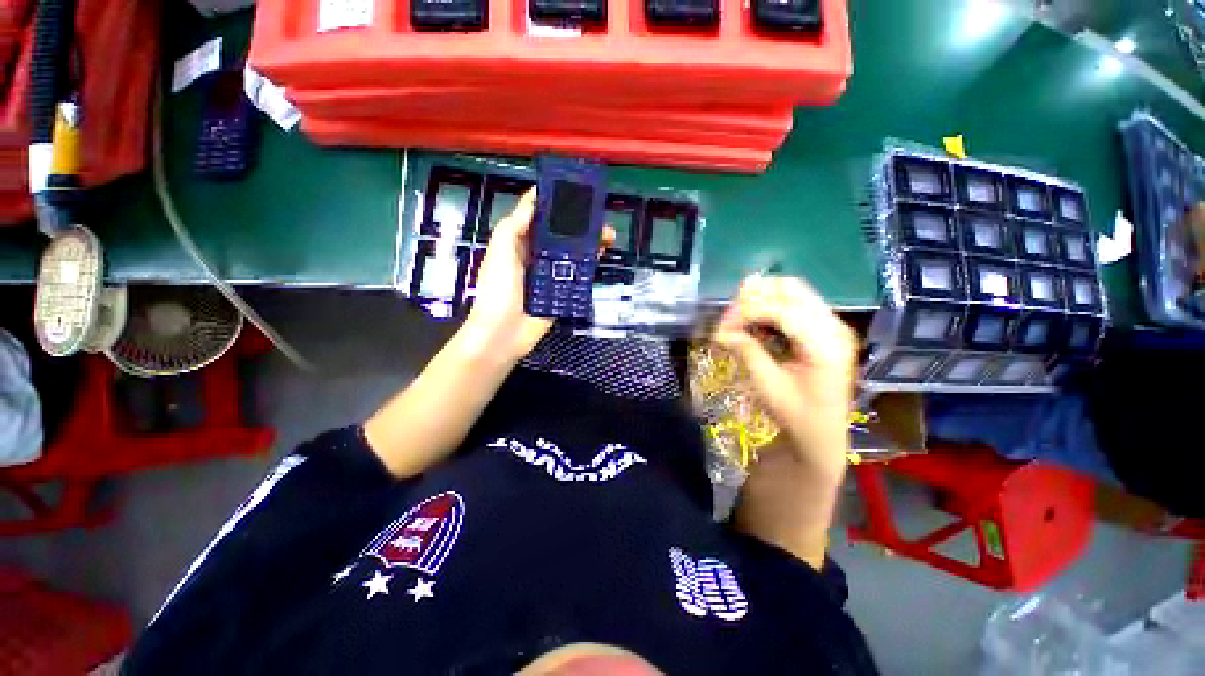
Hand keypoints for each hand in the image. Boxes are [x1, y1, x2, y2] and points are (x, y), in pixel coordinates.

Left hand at [463, 188, 613, 361]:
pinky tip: (601, 255)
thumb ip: (515, 225)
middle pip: (560, 235)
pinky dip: (588, 265)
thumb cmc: (497, 290)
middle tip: (599, 216)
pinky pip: (577, 276)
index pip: (539, 219)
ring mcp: (550, 276)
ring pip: (572, 254)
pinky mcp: (561, 293)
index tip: (574, 192)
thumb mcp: (500, 251)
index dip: (555, 204)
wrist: (503, 334)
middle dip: (579, 224)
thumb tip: (534, 198)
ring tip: (607, 235)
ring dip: (589, 243)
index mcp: (519, 244)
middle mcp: (536, 257)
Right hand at [713, 275, 856, 480]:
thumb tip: (719, 331)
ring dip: (761, 298)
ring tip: (738, 318)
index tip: (721, 328)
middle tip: (729, 318)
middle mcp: (834, 326)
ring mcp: (831, 324)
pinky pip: (794, 303)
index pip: (782, 310)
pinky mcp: (823, 327)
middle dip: (754, 297)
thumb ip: (747, 351)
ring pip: (792, 291)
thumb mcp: (767, 385)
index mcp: (825, 345)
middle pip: (791, 289)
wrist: (822, 434)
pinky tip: (754, 321)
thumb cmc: (796, 416)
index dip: (746, 312)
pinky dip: (770, 306)